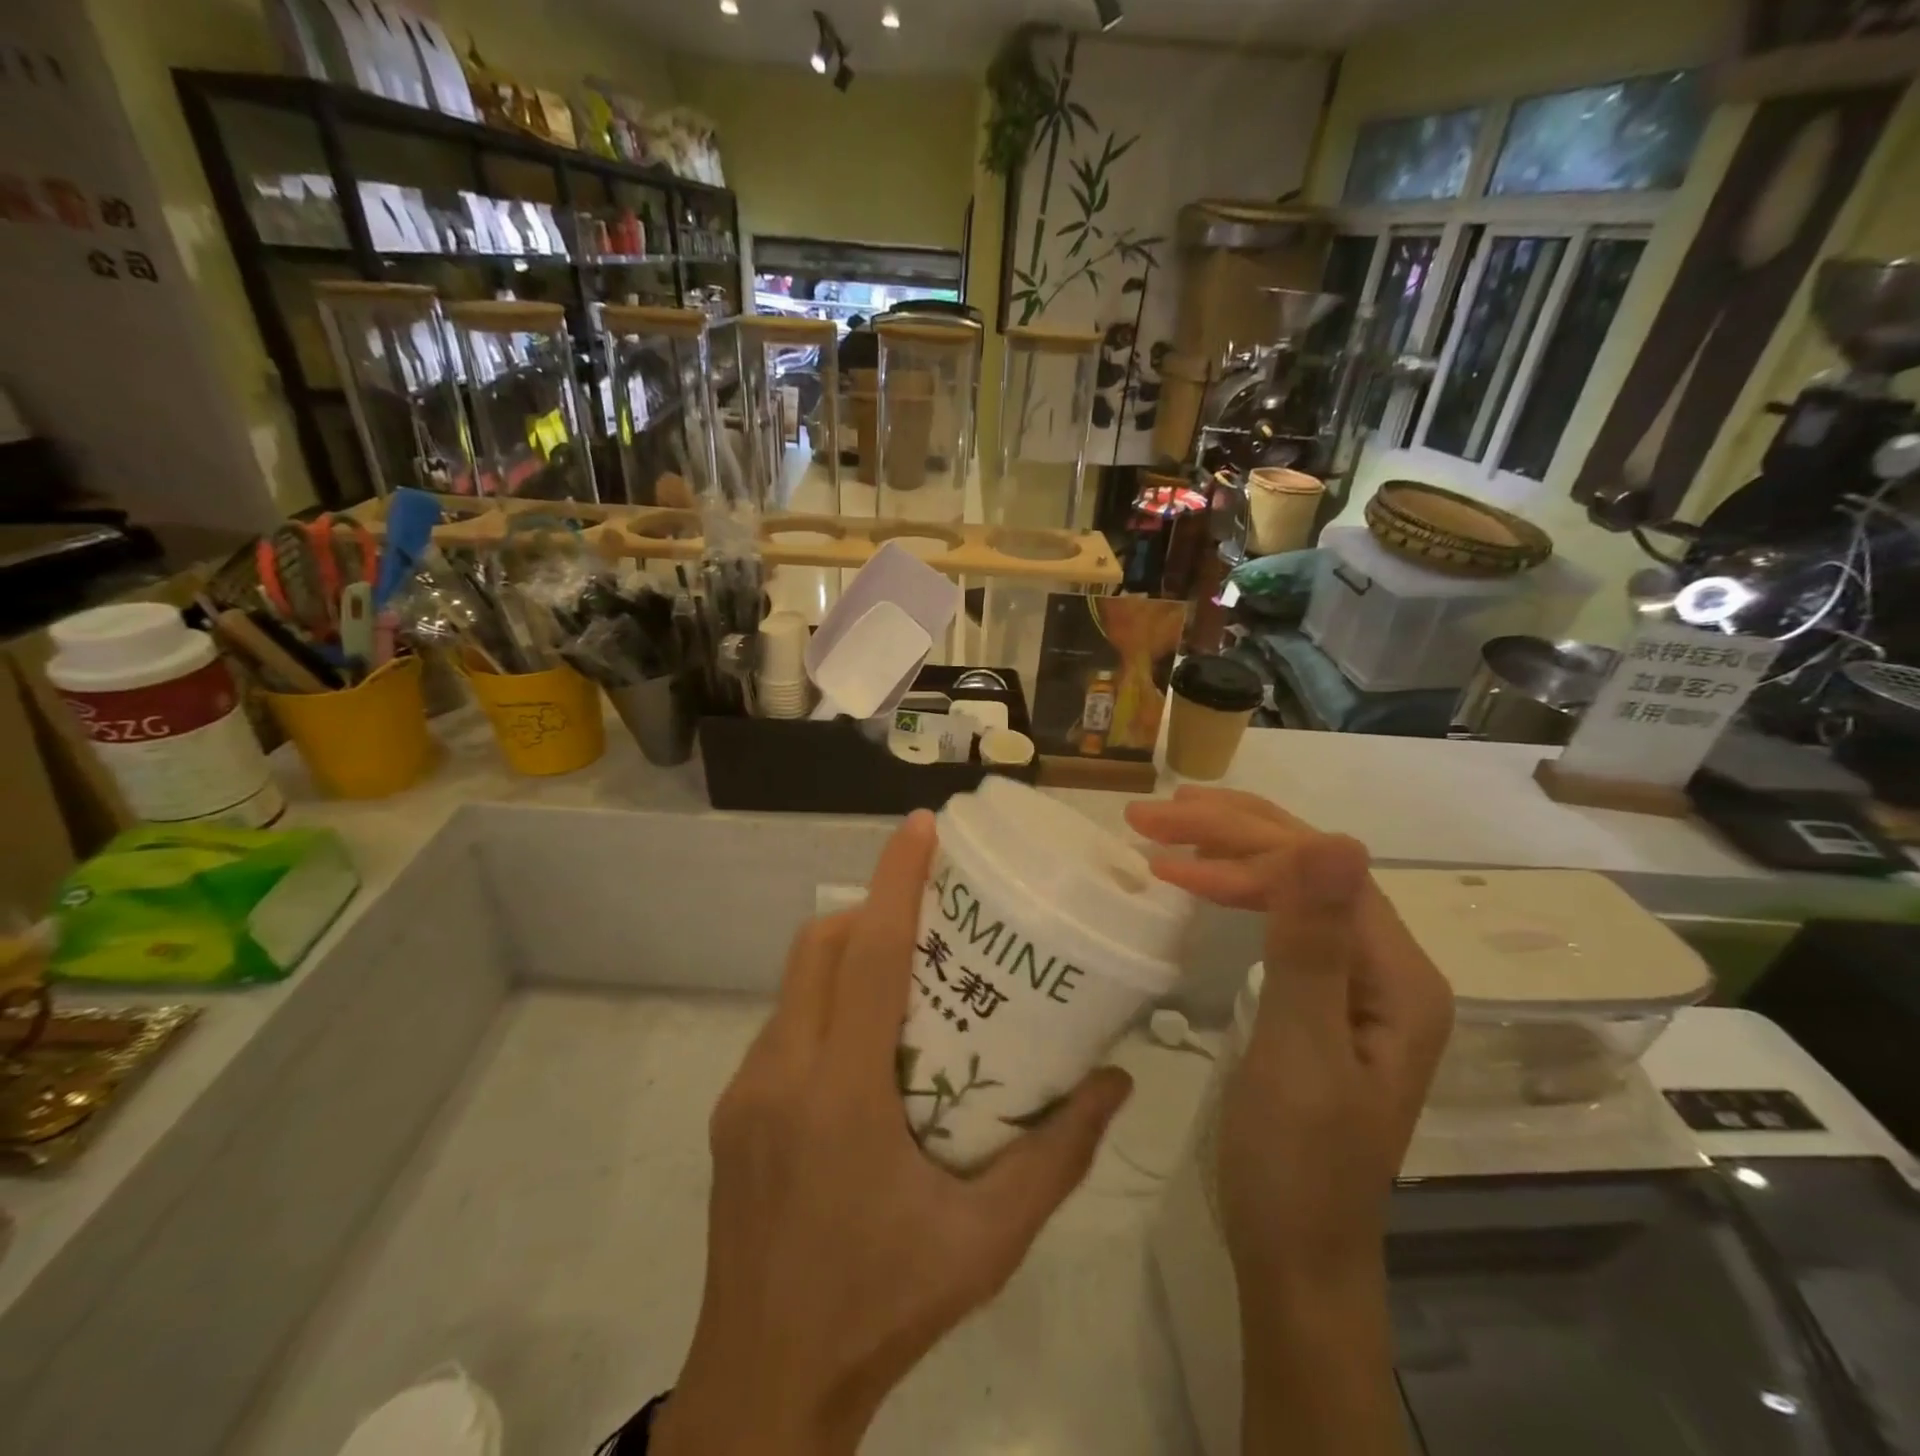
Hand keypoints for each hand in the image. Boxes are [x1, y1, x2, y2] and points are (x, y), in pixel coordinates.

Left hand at [655, 811, 1133, 1455]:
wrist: (762, 1388)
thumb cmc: (883, 1308)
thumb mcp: (987, 1242)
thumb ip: (1056, 1157)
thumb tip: (1113, 1081)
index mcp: (840, 1095)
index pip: (865, 955)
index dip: (893, 881)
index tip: (921, 827)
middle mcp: (781, 1074)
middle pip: (819, 948)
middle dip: (869, 908)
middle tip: (930, 914)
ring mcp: (745, 1090)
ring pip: (794, 983)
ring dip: (844, 956)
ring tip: (904, 974)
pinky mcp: (731, 1111)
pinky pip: (782, 1025)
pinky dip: (823, 1004)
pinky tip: (864, 1047)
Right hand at [1126, 788, 1451, 1455]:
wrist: (1294, 1252)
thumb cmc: (1296, 1163)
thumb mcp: (1299, 1051)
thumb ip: (1312, 945)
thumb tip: (1335, 839)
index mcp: (1399, 976)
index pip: (1320, 872)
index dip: (1241, 848)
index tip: (1161, 849)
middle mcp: (1386, 966)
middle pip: (1310, 866)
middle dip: (1230, 831)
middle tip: (1151, 812)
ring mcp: (1354, 980)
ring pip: (1293, 884)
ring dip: (1229, 849)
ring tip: (1166, 828)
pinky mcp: (1321, 995)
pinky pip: (1280, 916)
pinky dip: (1234, 888)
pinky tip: (1200, 879)